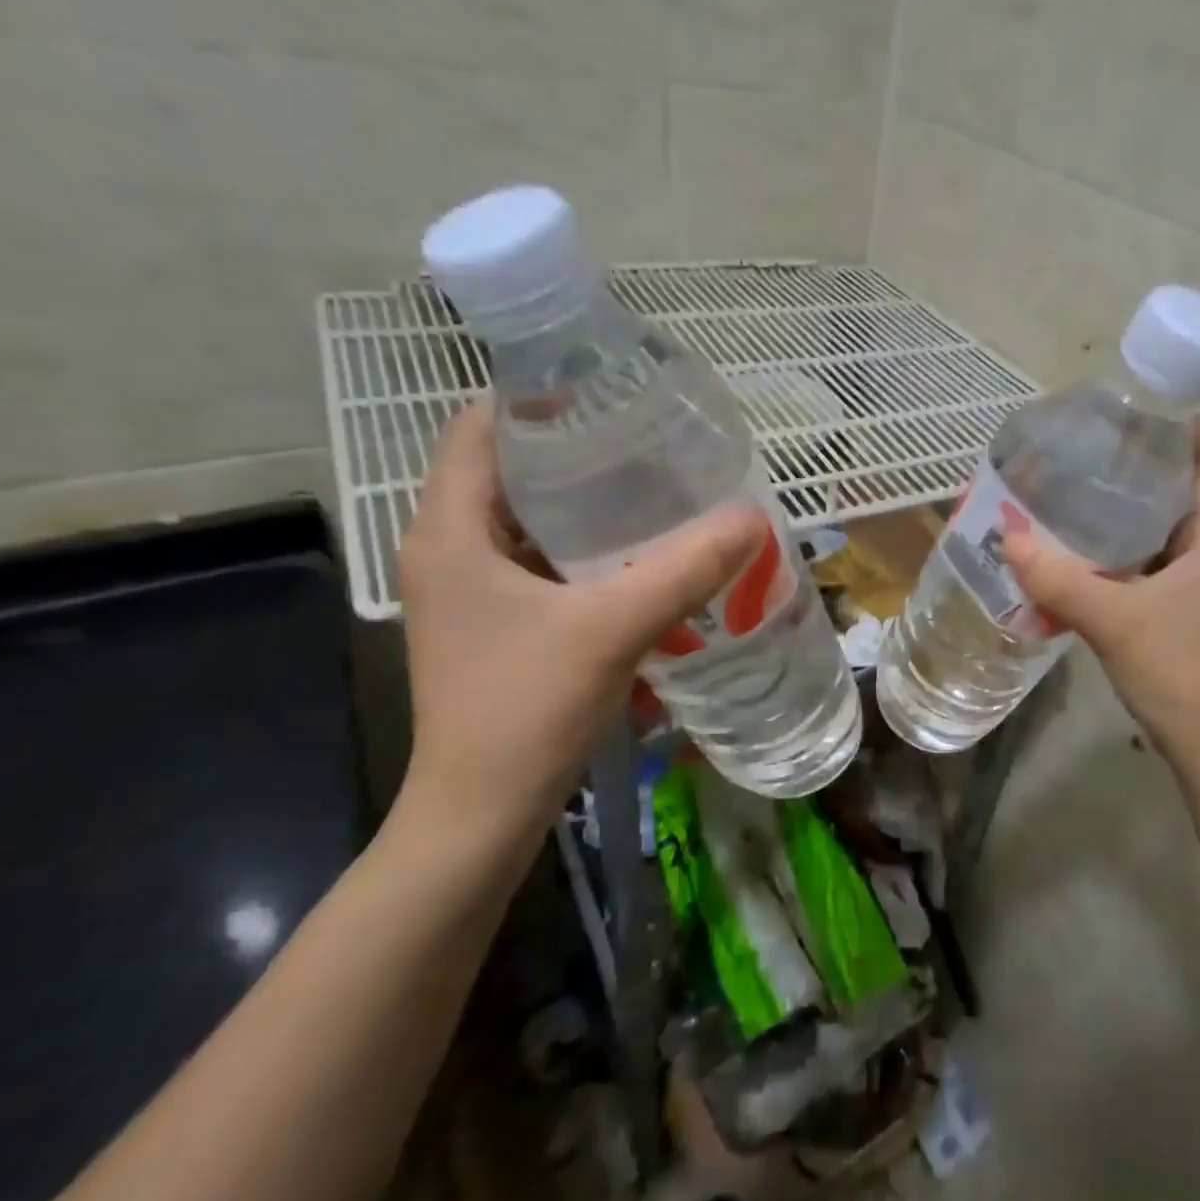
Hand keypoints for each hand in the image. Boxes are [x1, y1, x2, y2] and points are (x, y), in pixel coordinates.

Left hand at [396, 402, 766, 846]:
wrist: (482, 813)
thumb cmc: (525, 709)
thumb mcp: (612, 628)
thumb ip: (684, 570)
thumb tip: (751, 518)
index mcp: (449, 532)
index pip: (477, 428)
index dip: (533, 396)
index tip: (603, 387)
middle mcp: (448, 551)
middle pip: (506, 470)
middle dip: (572, 447)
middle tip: (646, 436)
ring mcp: (469, 592)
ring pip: (525, 522)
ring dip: (581, 504)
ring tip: (650, 485)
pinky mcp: (494, 625)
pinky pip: (537, 565)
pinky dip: (582, 551)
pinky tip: (636, 555)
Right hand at [1003, 421, 1199, 760]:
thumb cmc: (1181, 671)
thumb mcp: (1113, 619)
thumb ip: (1057, 578)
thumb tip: (1006, 537)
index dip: (1183, 427)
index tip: (1128, 419)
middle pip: (1189, 486)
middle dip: (1139, 467)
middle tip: (1083, 456)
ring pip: (1168, 528)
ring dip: (1126, 513)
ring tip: (1072, 497)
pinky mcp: (1190, 610)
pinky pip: (1155, 563)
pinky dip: (1121, 553)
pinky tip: (1078, 556)